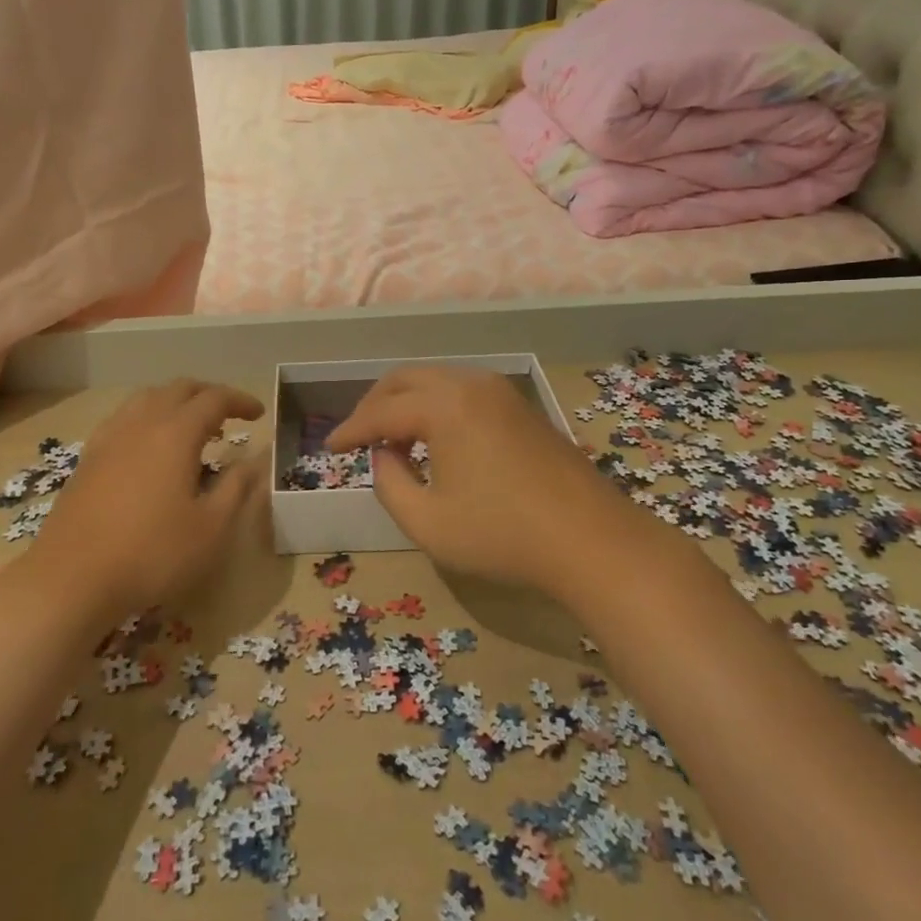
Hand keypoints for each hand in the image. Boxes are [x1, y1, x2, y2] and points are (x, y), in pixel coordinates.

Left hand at [26, 379, 263, 623]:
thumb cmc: (152, 554)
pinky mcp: (88, 458)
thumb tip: (256, 459)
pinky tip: (148, 447)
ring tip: (191, 428)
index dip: (240, 401)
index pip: (214, 399)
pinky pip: (123, 418)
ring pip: (146, 398)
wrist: (71, 579)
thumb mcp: (211, 528)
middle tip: (229, 415)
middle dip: (208, 394)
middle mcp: (141, 423)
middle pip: (178, 389)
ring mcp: (109, 438)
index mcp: (175, 433)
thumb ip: (237, 487)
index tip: (259, 413)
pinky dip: (147, 417)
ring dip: (175, 402)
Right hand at [326, 365, 621, 593]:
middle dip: (375, 405)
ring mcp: (500, 391)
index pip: (381, 411)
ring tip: (392, 440)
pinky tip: (434, 439)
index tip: (329, 448)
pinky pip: (461, 391)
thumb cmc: (503, 535)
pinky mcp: (519, 406)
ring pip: (435, 380)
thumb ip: (390, 485)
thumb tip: (383, 456)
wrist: (592, 540)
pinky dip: (435, 406)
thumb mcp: (428, 523)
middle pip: (405, 379)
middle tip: (357, 436)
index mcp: (444, 405)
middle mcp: (470, 384)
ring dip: (406, 403)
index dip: (351, 430)